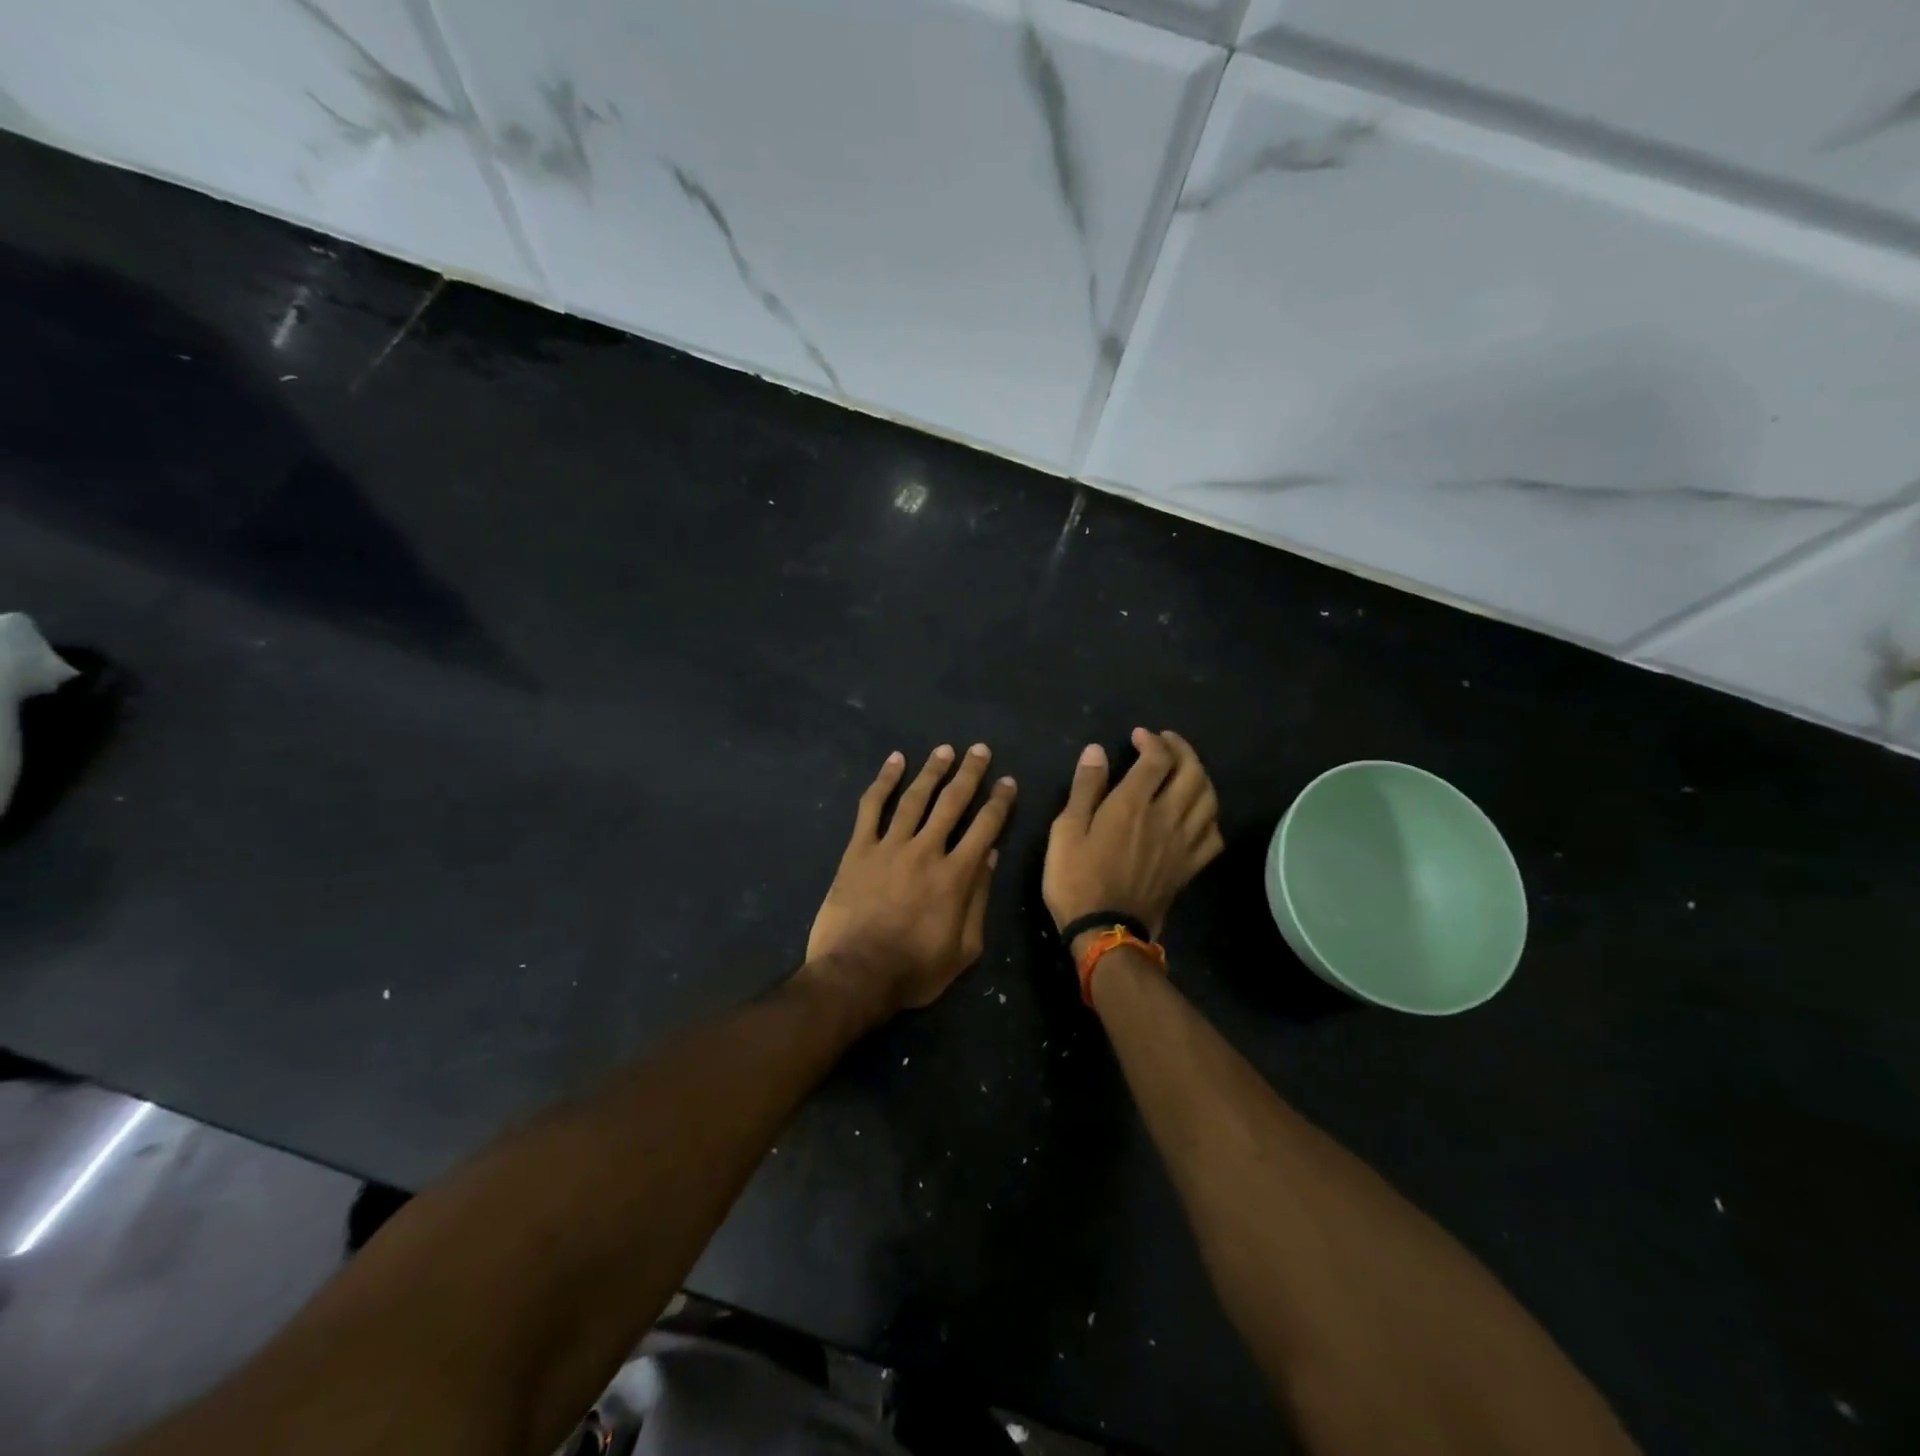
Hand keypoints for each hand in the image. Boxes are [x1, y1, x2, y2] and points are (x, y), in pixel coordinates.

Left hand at [805, 744, 1016, 1013]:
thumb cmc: (914, 970)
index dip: (999, 802)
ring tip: (945, 750)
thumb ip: (979, 900)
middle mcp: (926, 850)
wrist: (856, 975)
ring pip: (915, 798)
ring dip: (932, 770)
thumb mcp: (964, 949)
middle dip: (969, 774)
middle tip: (980, 750)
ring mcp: (890, 846)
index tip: (1007, 781)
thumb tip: (990, 856)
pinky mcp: (858, 849)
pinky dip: (884, 781)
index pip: (985, 827)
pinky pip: (872, 807)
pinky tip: (895, 761)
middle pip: (952, 802)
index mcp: (956, 875)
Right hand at [1043, 728, 1222, 951]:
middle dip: (1182, 749)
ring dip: (1200, 776)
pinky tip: (1198, 813)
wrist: (1104, 932)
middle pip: (1192, 772)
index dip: (1152, 741)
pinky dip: (1210, 815)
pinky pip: (1214, 834)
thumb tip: (1097, 751)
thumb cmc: (1076, 879)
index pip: (1157, 759)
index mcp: (1133, 805)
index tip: (1139, 736)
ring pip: (1209, 799)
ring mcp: (1183, 844)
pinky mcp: (1190, 867)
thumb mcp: (1066, 830)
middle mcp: (1166, 818)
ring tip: (1185, 769)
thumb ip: (1085, 788)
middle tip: (1167, 743)